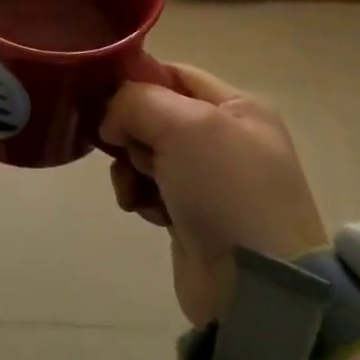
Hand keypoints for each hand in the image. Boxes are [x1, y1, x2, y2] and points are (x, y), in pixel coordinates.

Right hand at [100, 63, 326, 327]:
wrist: (256, 285)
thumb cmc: (226, 191)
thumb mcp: (184, 126)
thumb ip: (136, 101)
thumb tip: (111, 120)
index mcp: (237, 106)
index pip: (173, 73)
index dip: (135, 81)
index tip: (103, 99)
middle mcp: (225, 137)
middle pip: (153, 113)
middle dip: (131, 131)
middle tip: (129, 151)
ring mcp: (209, 178)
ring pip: (144, 151)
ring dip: (129, 167)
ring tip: (138, 188)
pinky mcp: (191, 213)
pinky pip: (148, 187)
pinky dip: (139, 195)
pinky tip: (145, 211)